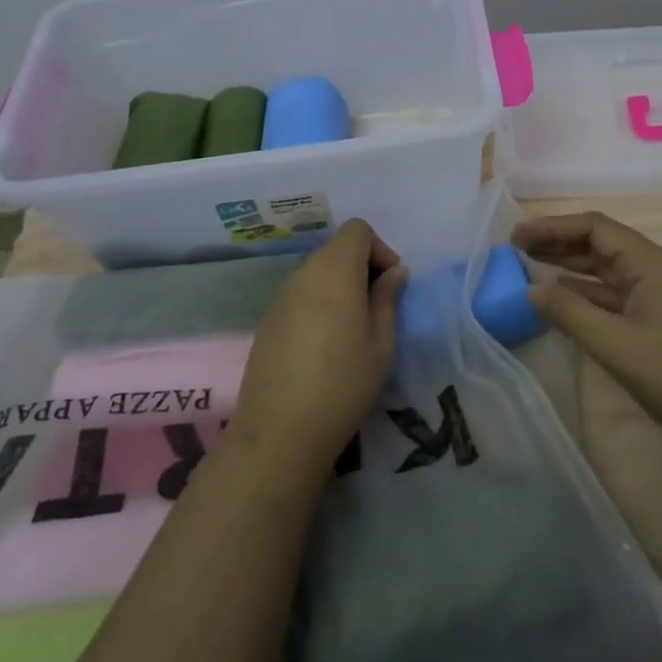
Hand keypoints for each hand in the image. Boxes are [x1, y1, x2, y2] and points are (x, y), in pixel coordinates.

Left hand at [230, 219, 406, 475]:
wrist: (280, 431)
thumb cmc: (343, 384)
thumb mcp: (381, 344)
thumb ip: (387, 299)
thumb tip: (394, 272)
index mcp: (334, 272)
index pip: (357, 230)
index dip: (379, 249)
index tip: (390, 286)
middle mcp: (303, 274)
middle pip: (336, 249)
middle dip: (362, 268)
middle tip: (377, 309)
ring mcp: (280, 297)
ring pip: (317, 272)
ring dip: (340, 287)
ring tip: (353, 330)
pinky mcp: (267, 320)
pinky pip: (300, 295)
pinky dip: (319, 304)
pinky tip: (324, 346)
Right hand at [512, 211, 661, 453]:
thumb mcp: (615, 344)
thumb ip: (570, 313)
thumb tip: (532, 290)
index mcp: (650, 262)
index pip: (595, 228)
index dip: (554, 227)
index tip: (517, 235)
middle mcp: (654, 269)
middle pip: (600, 244)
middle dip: (558, 243)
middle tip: (516, 247)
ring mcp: (657, 294)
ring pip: (605, 270)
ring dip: (569, 266)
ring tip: (529, 265)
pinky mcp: (656, 318)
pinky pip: (613, 294)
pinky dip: (585, 292)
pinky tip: (560, 297)